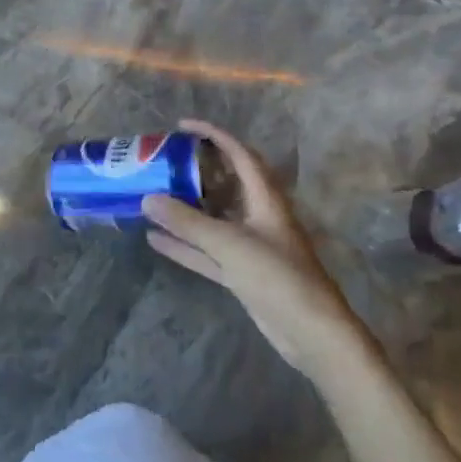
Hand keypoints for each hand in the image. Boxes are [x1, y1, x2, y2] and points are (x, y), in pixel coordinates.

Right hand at [143, 119, 372, 380]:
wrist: (313, 335)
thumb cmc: (278, 276)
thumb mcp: (230, 244)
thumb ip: (188, 222)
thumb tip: (147, 198)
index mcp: (265, 199)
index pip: (239, 154)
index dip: (213, 135)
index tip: (182, 126)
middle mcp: (258, 216)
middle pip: (224, 184)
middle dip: (195, 171)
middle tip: (163, 161)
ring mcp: (250, 246)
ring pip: (212, 219)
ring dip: (185, 209)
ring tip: (152, 195)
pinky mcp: (242, 273)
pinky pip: (206, 251)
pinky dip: (183, 244)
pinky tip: (154, 238)